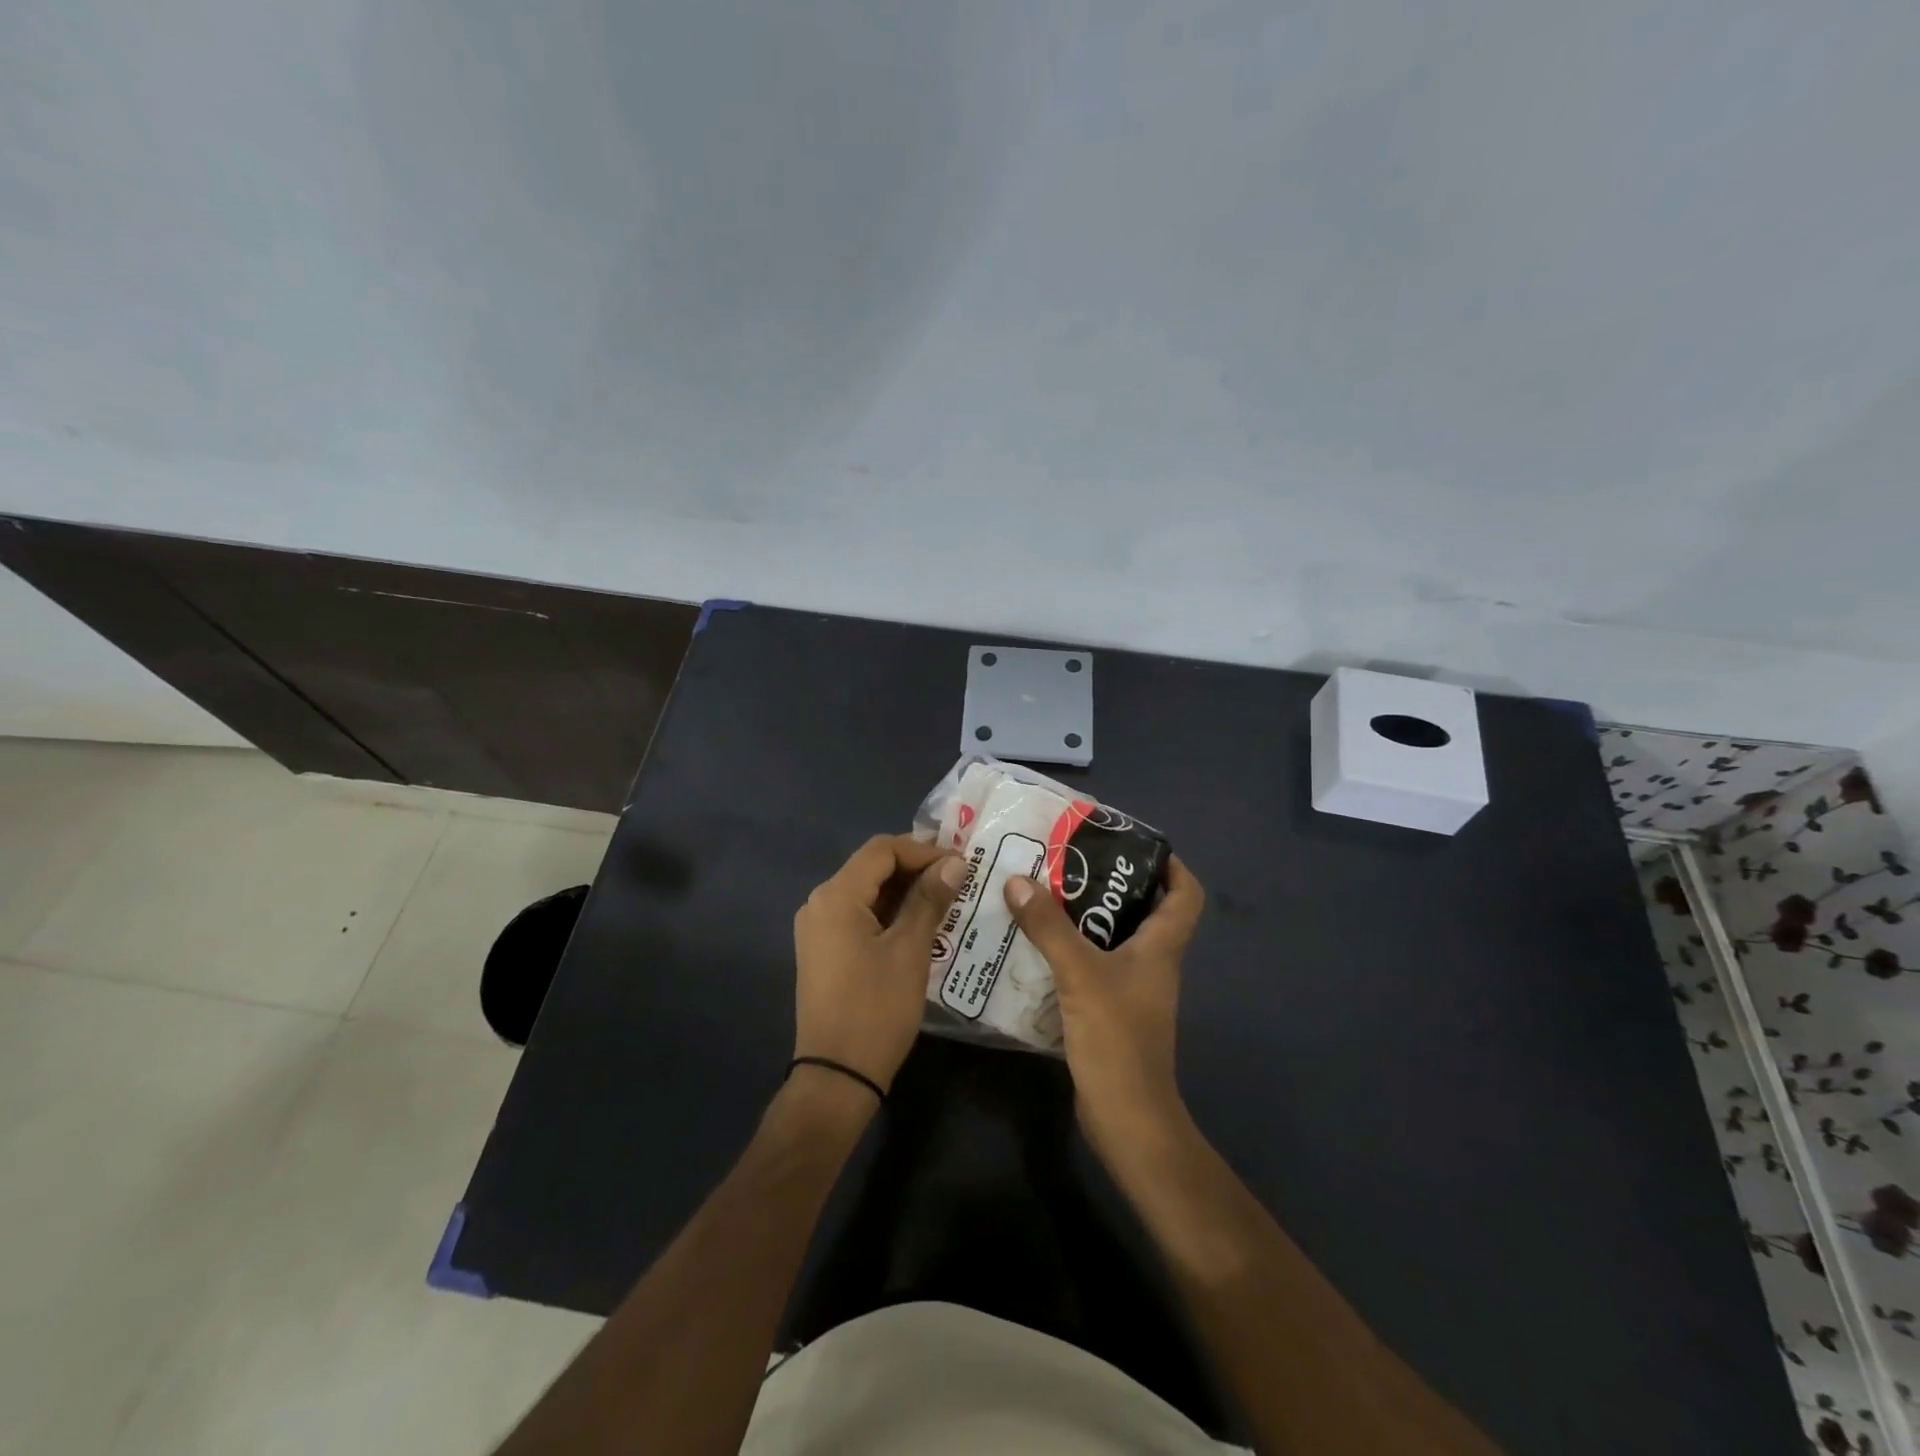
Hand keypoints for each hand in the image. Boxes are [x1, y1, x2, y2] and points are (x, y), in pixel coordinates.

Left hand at [792, 834, 966, 1096]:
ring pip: (867, 891)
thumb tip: (955, 863)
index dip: (924, 850)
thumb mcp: (910, 950)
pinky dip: (890, 912)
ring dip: (906, 891)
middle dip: (916, 868)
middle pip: (872, 867)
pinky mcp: (824, 949)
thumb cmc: (876, 1009)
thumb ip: (930, 900)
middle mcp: (820, 903)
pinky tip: (922, 924)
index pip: (882, 850)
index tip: (962, 864)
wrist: (836, 1077)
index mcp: (836, 896)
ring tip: (948, 899)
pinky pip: (859, 915)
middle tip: (960, 879)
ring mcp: (818, 928)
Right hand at [1004, 858, 1205, 1160]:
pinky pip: (1091, 967)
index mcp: (1161, 948)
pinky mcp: (1109, 1011)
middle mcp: (1151, 964)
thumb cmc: (1117, 1039)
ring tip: (1043, 895)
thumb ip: (1049, 927)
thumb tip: (1018, 880)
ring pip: (1112, 939)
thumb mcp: (1080, 975)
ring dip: (1082, 917)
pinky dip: (1069, 951)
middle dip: (1110, 884)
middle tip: (1068, 863)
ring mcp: (1131, 990)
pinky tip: (1034, 945)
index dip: (1172, 866)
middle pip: (1143, 911)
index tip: (1136, 845)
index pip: (1186, 896)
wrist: (1126, 1119)